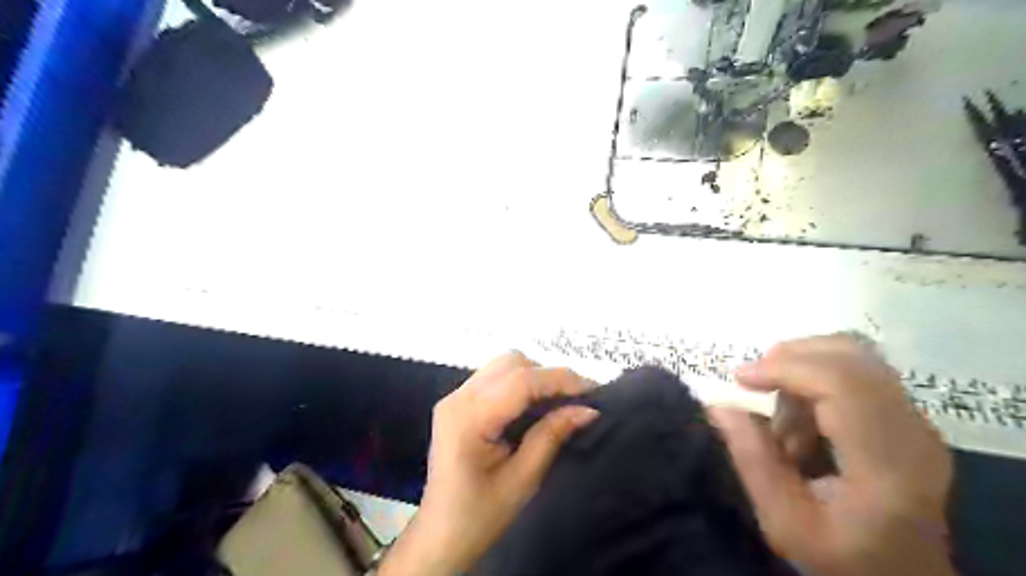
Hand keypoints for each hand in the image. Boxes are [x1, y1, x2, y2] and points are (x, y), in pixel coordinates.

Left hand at [378, 351, 601, 575]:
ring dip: (534, 377)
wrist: (441, 535)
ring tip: (556, 403)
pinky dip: (519, 384)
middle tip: (574, 401)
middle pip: (511, 363)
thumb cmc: (480, 515)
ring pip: (503, 365)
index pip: (521, 380)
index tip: (593, 390)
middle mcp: (458, 398)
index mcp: (469, 418)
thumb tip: (587, 410)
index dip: (560, 379)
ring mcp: (454, 397)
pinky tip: (533, 407)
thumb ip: (552, 436)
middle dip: (547, 375)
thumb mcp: (523, 479)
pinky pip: (495, 377)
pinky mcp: (457, 402)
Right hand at [710, 333, 958, 575]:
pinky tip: (801, 418)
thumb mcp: (784, 522)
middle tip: (753, 384)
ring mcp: (916, 422)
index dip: (786, 368)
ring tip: (781, 414)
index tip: (740, 378)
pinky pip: (857, 371)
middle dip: (790, 357)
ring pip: (854, 356)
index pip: (843, 384)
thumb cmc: (844, 559)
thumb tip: (719, 403)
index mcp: (887, 467)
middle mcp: (914, 435)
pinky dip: (817, 378)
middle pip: (852, 357)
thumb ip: (752, 459)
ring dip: (803, 368)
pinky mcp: (908, 418)